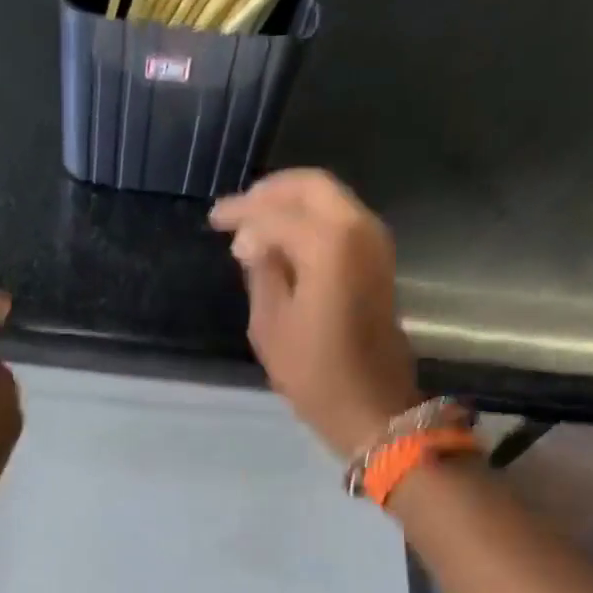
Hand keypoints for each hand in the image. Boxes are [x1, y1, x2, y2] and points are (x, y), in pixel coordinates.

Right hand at [211, 170, 419, 457]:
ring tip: (254, 223)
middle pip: (310, 187)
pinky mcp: (378, 260)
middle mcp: (358, 229)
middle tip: (237, 210)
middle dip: (270, 193)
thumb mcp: (270, 324)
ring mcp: (374, 242)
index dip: (240, 213)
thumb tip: (250, 241)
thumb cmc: (314, 373)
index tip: (214, 220)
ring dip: (291, 204)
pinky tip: (283, 241)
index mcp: (328, 243)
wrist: (372, 405)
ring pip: (329, 199)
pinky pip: (340, 220)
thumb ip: (260, 270)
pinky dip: (310, 221)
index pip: (274, 212)